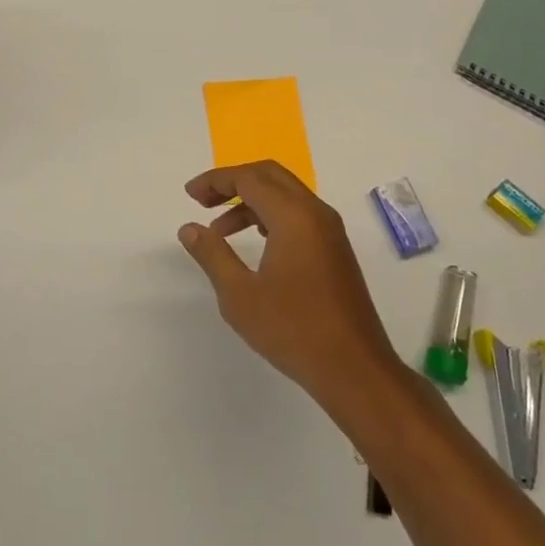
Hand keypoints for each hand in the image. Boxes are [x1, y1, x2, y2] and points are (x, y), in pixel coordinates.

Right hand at [178, 162, 399, 403]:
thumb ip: (212, 255)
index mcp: (293, 216)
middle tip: (203, 200)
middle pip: (269, 175)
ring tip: (220, 229)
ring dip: (251, 200)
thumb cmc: (293, 330)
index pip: (249, 178)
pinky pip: (299, 214)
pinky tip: (254, 242)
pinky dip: (271, 215)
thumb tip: (190, 228)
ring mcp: (330, 230)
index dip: (216, 180)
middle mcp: (315, 212)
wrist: (355, 370)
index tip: (190, 194)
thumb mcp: (240, 295)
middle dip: (233, 181)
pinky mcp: (335, 249)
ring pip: (285, 194)